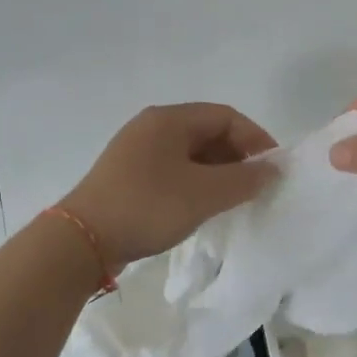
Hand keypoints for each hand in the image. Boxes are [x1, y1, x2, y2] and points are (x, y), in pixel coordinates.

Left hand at [61, 103, 278, 268]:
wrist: (83, 240)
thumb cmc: (148, 207)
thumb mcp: (203, 194)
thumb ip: (244, 180)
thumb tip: (273, 169)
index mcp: (169, 120)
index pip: (226, 116)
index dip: (255, 138)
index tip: (274, 168)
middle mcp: (152, 127)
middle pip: (208, 132)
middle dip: (237, 157)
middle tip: (256, 186)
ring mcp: (137, 151)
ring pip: (191, 154)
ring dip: (217, 172)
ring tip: (234, 199)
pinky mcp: (129, 176)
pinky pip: (173, 170)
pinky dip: (196, 183)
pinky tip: (203, 206)